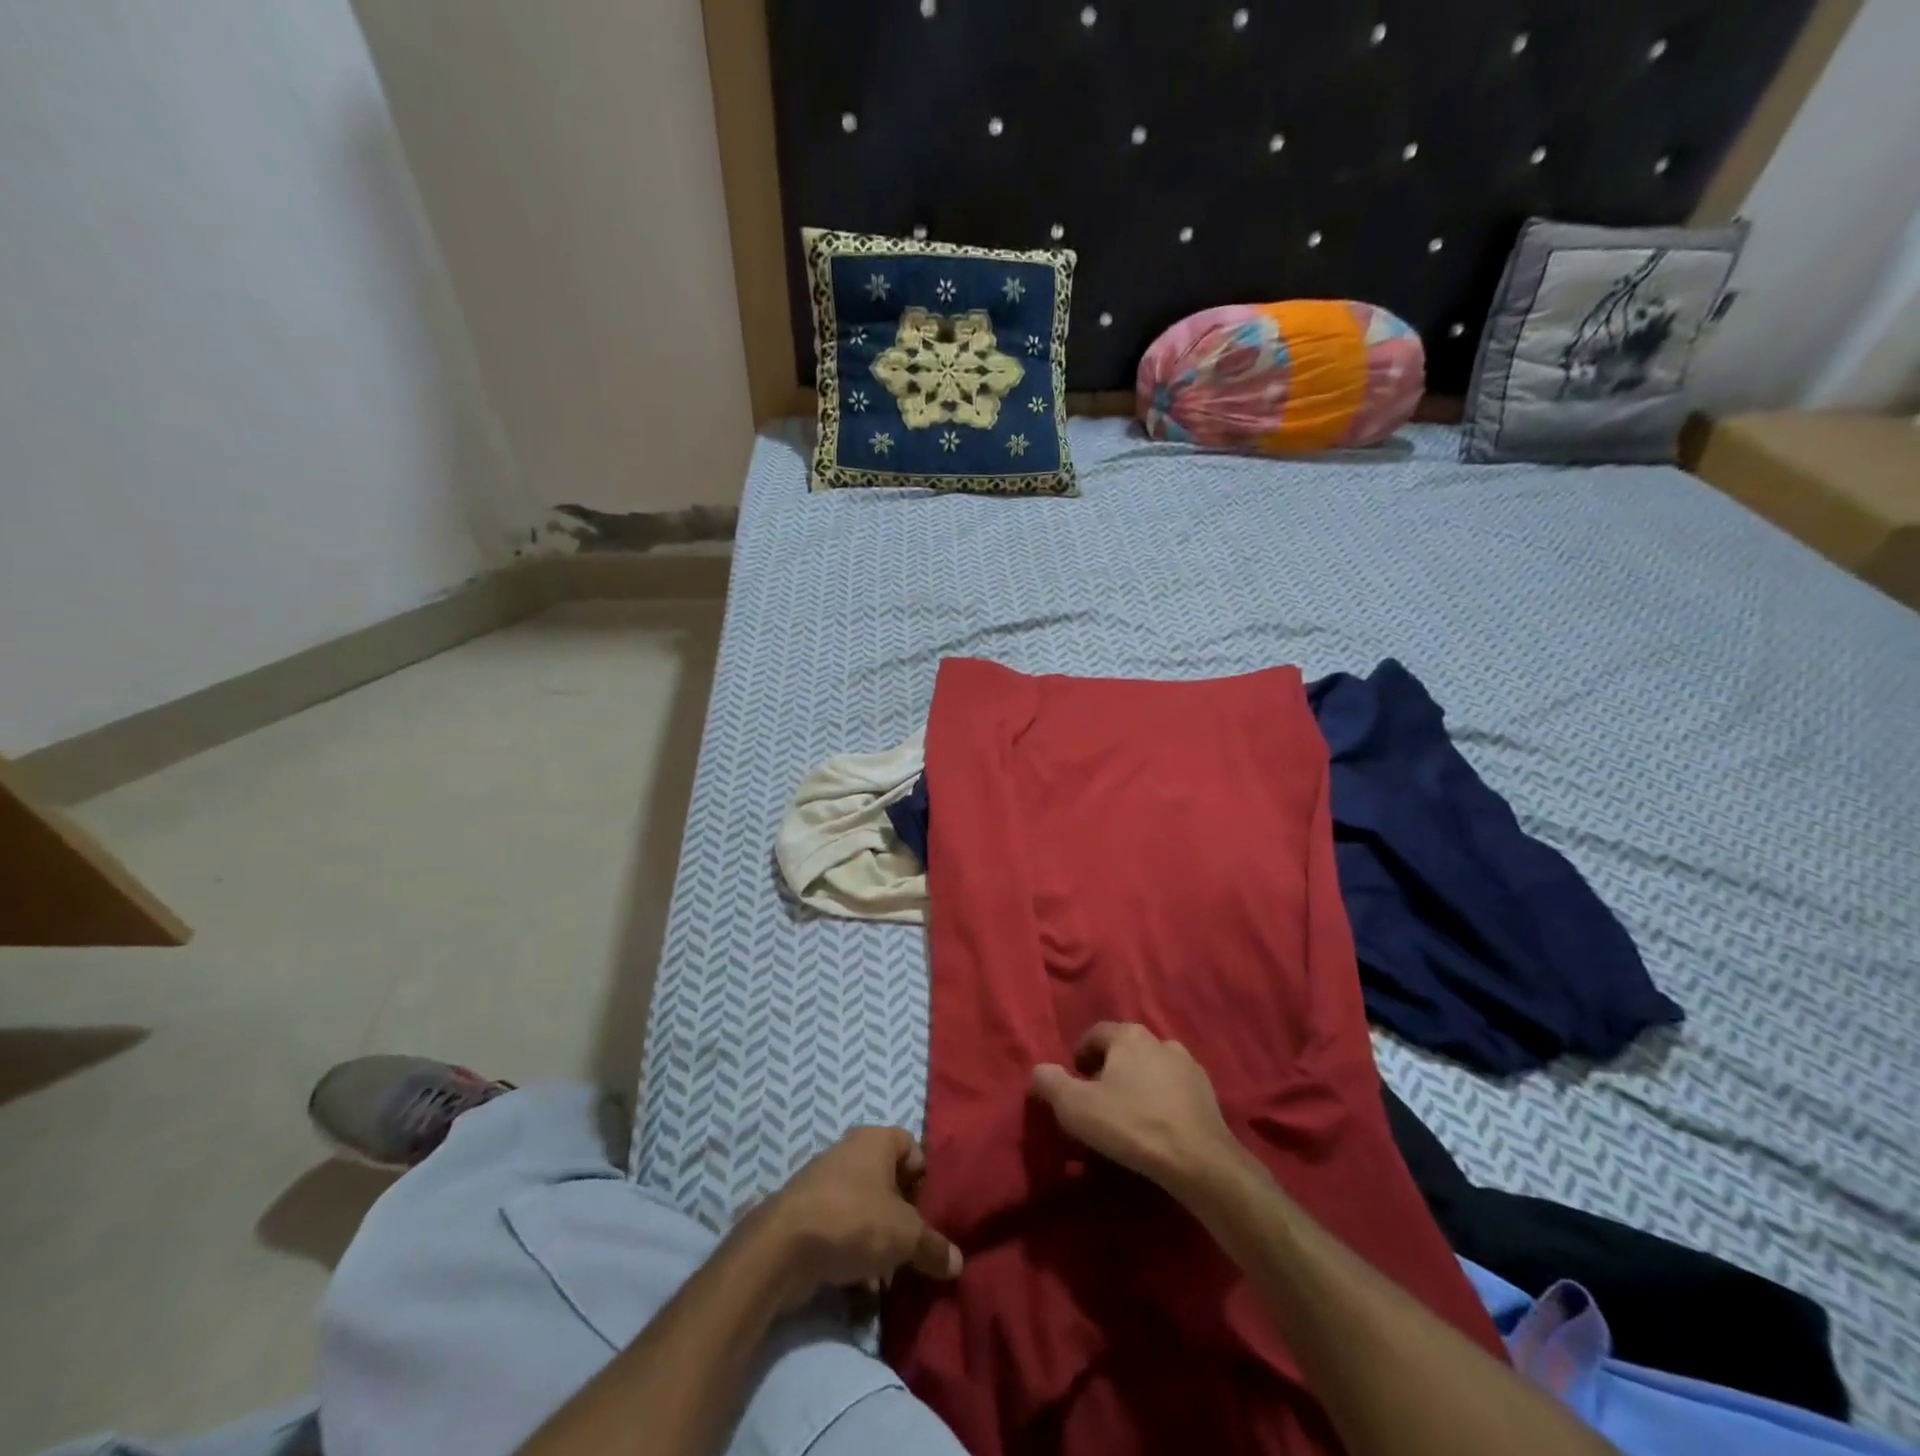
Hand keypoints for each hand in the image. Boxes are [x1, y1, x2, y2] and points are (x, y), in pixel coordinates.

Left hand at [757, 1126, 961, 1311]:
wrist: (782, 1247)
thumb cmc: (854, 1221)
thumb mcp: (906, 1237)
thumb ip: (934, 1247)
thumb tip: (959, 1263)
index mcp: (876, 1139)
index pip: (911, 1146)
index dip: (924, 1178)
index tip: (930, 1212)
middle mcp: (850, 1150)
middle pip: (888, 1179)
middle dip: (902, 1215)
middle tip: (912, 1247)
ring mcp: (824, 1179)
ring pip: (865, 1206)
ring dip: (878, 1238)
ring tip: (887, 1276)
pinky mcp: (805, 1211)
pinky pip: (840, 1226)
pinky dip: (852, 1250)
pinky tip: (860, 1285)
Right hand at [1030, 1022, 1240, 1196]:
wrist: (1198, 1160)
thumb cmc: (1131, 1125)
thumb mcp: (1076, 1107)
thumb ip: (1050, 1083)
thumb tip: (1039, 1070)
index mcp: (1128, 1036)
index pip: (1095, 1034)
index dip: (1080, 1055)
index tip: (1074, 1082)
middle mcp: (1159, 1040)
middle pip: (1124, 1049)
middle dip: (1109, 1069)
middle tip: (1097, 1100)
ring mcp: (1188, 1065)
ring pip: (1151, 1068)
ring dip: (1138, 1084)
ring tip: (1129, 1115)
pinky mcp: (1207, 1092)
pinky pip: (1174, 1089)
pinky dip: (1162, 1100)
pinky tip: (1157, 1126)